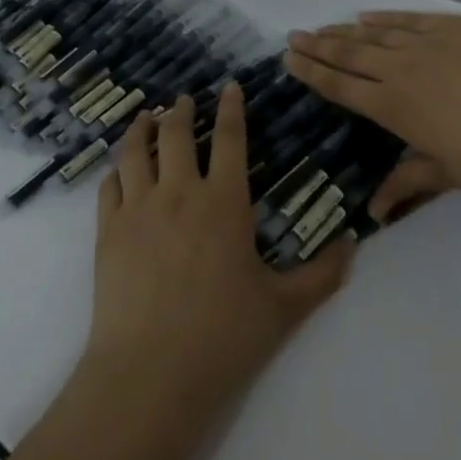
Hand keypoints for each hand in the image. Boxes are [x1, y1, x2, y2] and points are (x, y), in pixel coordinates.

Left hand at [83, 83, 352, 417]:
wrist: (151, 373)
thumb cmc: (224, 336)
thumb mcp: (285, 307)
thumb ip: (323, 273)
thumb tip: (353, 242)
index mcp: (224, 202)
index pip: (230, 138)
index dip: (231, 108)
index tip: (229, 86)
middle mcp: (179, 193)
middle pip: (176, 134)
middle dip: (181, 111)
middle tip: (183, 100)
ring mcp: (137, 210)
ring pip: (135, 152)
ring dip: (141, 129)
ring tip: (145, 117)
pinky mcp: (107, 233)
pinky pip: (109, 186)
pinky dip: (116, 170)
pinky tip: (119, 170)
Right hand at [284, 12, 460, 218]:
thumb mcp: (451, 174)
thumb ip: (408, 181)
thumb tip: (373, 210)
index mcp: (396, 107)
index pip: (342, 87)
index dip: (312, 73)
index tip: (290, 60)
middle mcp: (403, 69)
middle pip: (350, 54)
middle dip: (318, 46)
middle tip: (293, 36)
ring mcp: (430, 42)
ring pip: (375, 34)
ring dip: (344, 31)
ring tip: (323, 28)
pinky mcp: (457, 26)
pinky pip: (409, 19)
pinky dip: (385, 18)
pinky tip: (367, 16)